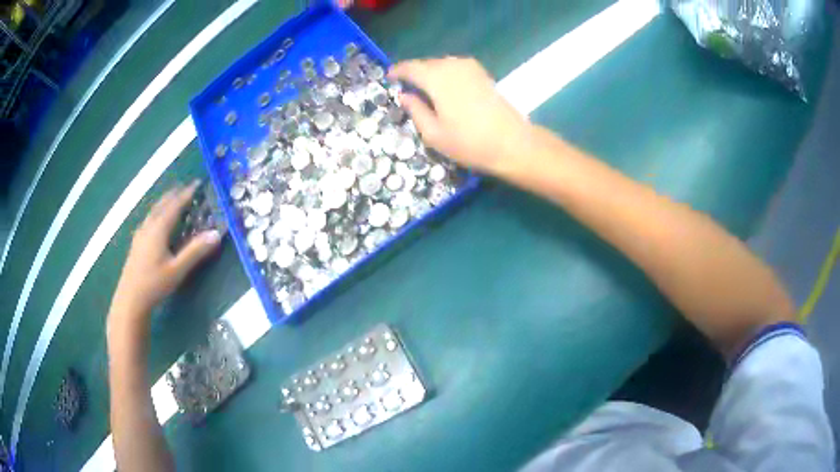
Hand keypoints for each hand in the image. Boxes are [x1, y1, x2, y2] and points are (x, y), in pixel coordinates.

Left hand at [109, 182, 221, 325]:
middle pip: (161, 205)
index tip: (196, 184)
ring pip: (153, 211)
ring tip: (171, 198)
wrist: (130, 299)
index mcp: (159, 229)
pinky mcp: (136, 243)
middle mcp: (148, 227)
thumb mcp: (177, 270)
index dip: (186, 194)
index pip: (174, 206)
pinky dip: (156, 213)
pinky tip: (155, 221)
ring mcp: (140, 235)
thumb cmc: (154, 284)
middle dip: (173, 195)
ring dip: (164, 202)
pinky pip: (148, 220)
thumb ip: (195, 251)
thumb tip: (216, 234)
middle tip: (184, 187)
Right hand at [389, 57, 530, 175]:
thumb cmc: (470, 143)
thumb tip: (404, 95)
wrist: (513, 144)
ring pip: (442, 64)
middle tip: (406, 89)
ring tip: (425, 92)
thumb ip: (415, 110)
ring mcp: (470, 68)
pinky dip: (446, 75)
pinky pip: (456, 68)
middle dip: (414, 74)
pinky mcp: (483, 74)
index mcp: (437, 78)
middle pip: (426, 64)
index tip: (388, 79)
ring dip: (431, 74)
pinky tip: (446, 91)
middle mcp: (453, 65)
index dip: (397, 72)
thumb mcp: (434, 134)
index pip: (410, 67)